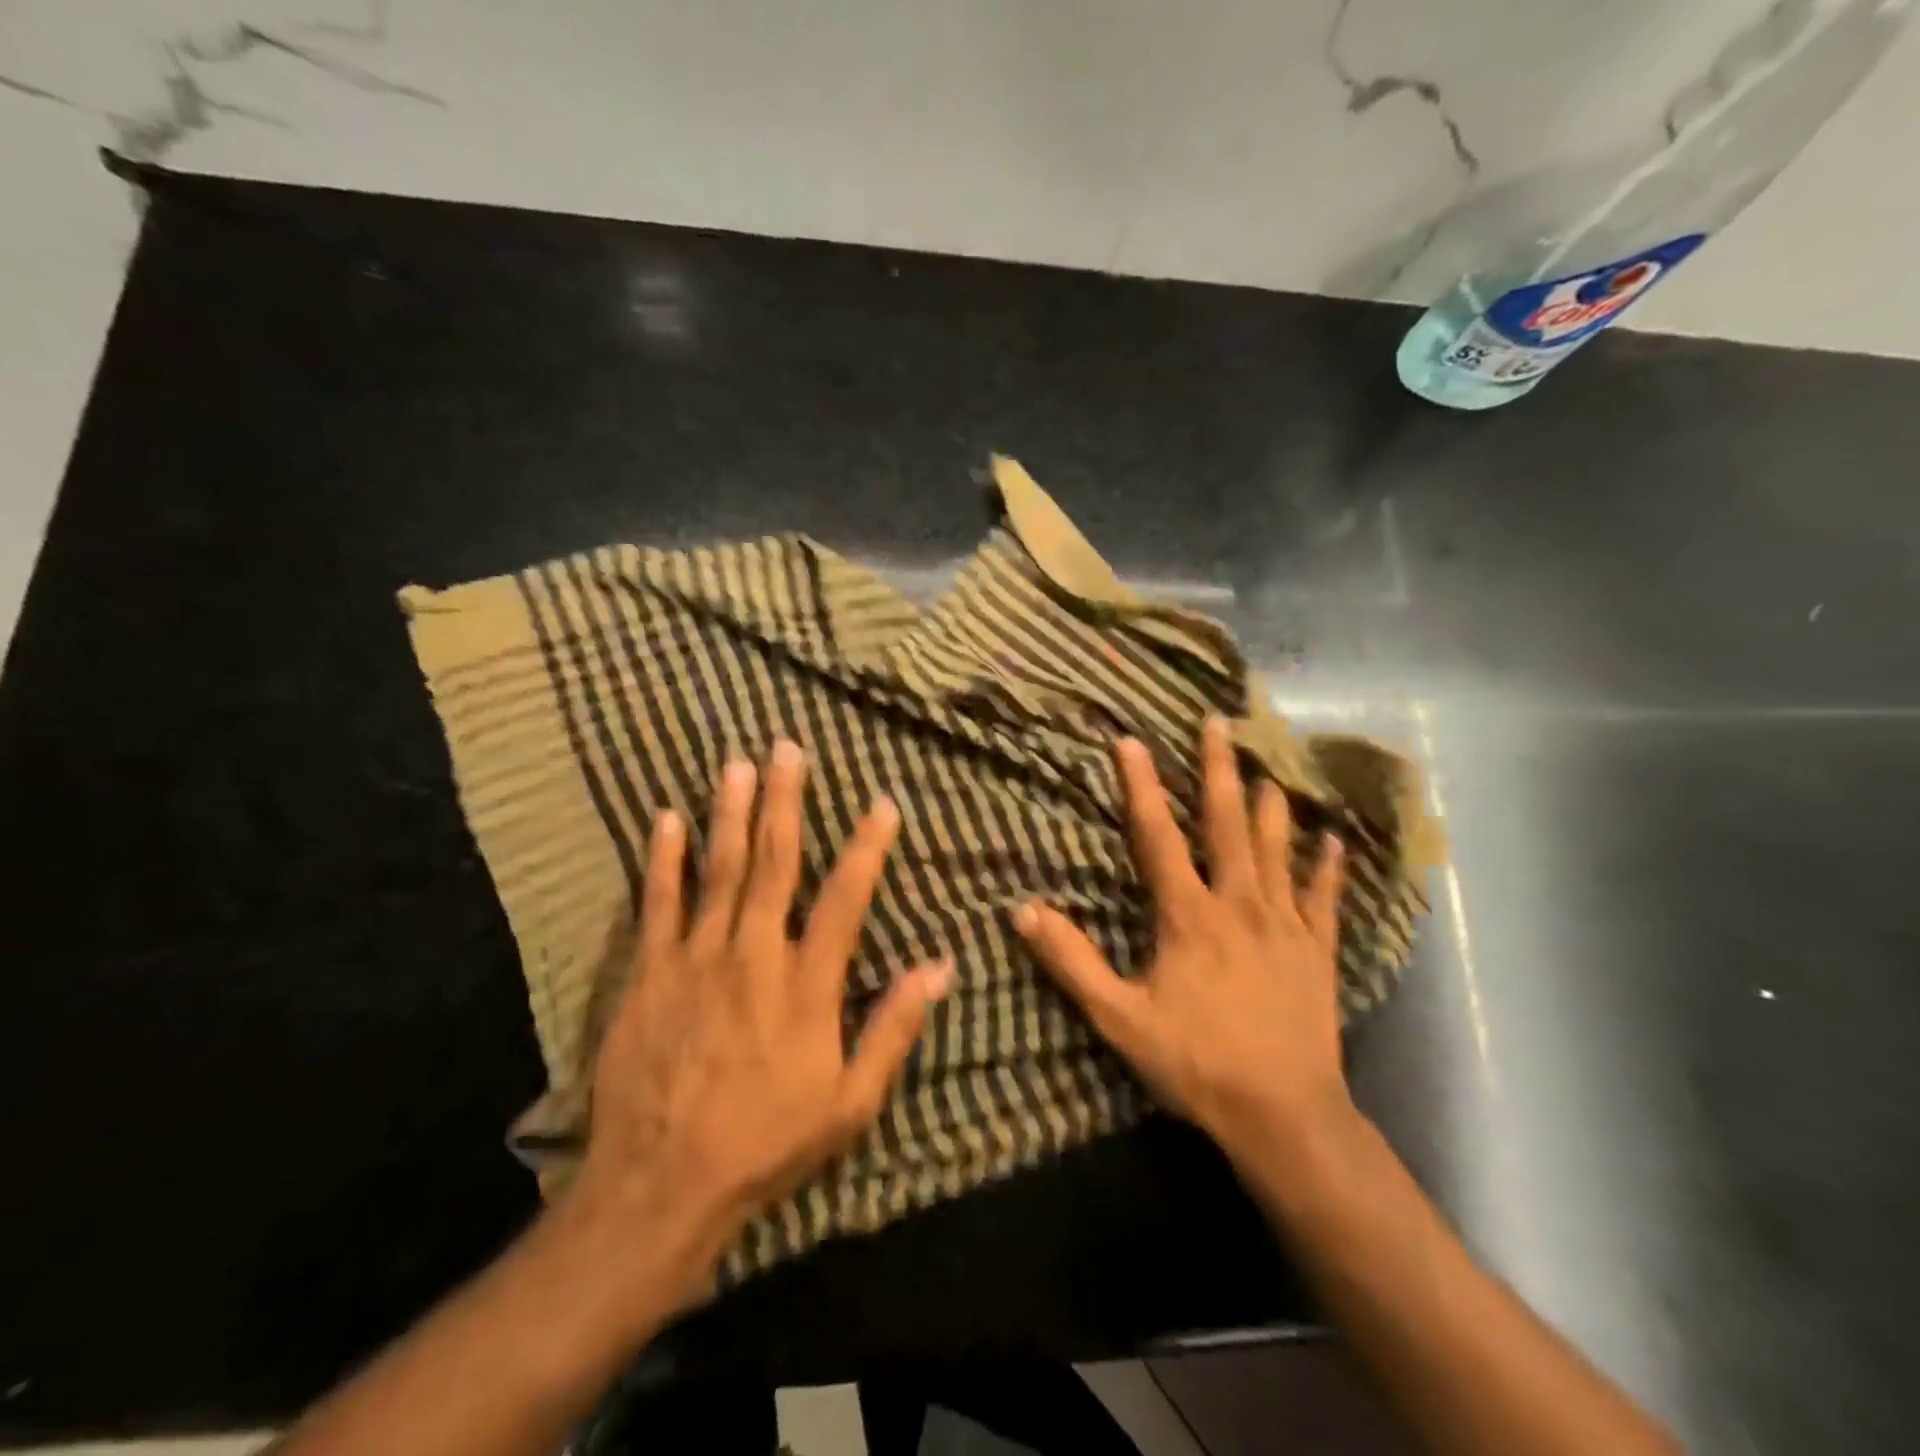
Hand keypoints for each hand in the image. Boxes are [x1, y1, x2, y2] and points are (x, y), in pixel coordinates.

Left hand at [574, 740, 953, 1298]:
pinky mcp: (650, 972)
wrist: (662, 1185)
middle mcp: (754, 954)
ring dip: (730, 813)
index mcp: (806, 983)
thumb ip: (893, 1027)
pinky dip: (664, 859)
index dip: (867, 846)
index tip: (881, 802)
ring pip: (719, 869)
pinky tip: (666, 819)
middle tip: (788, 749)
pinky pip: (659, 903)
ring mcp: (696, 958)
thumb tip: (939, 966)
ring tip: (738, 764)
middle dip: (785, 801)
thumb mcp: (850, 1102)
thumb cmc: (767, 1142)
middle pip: (774, 862)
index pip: (845, 897)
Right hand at [1015, 717, 1349, 1163]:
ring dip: (1272, 806)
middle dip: (1219, 769)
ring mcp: (1285, 925)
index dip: (1142, 786)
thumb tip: (1023, 911)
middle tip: (1218, 723)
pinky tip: (1336, 842)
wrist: (1285, 1116)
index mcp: (1189, 915)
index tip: (1131, 741)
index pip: (1158, 835)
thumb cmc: (1196, 1063)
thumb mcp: (1119, 1017)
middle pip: (1227, 823)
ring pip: (1278, 849)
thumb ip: (1071, 962)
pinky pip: (1324, 898)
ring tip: (1269, 768)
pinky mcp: (1318, 951)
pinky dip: (1328, 868)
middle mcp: (1239, 904)